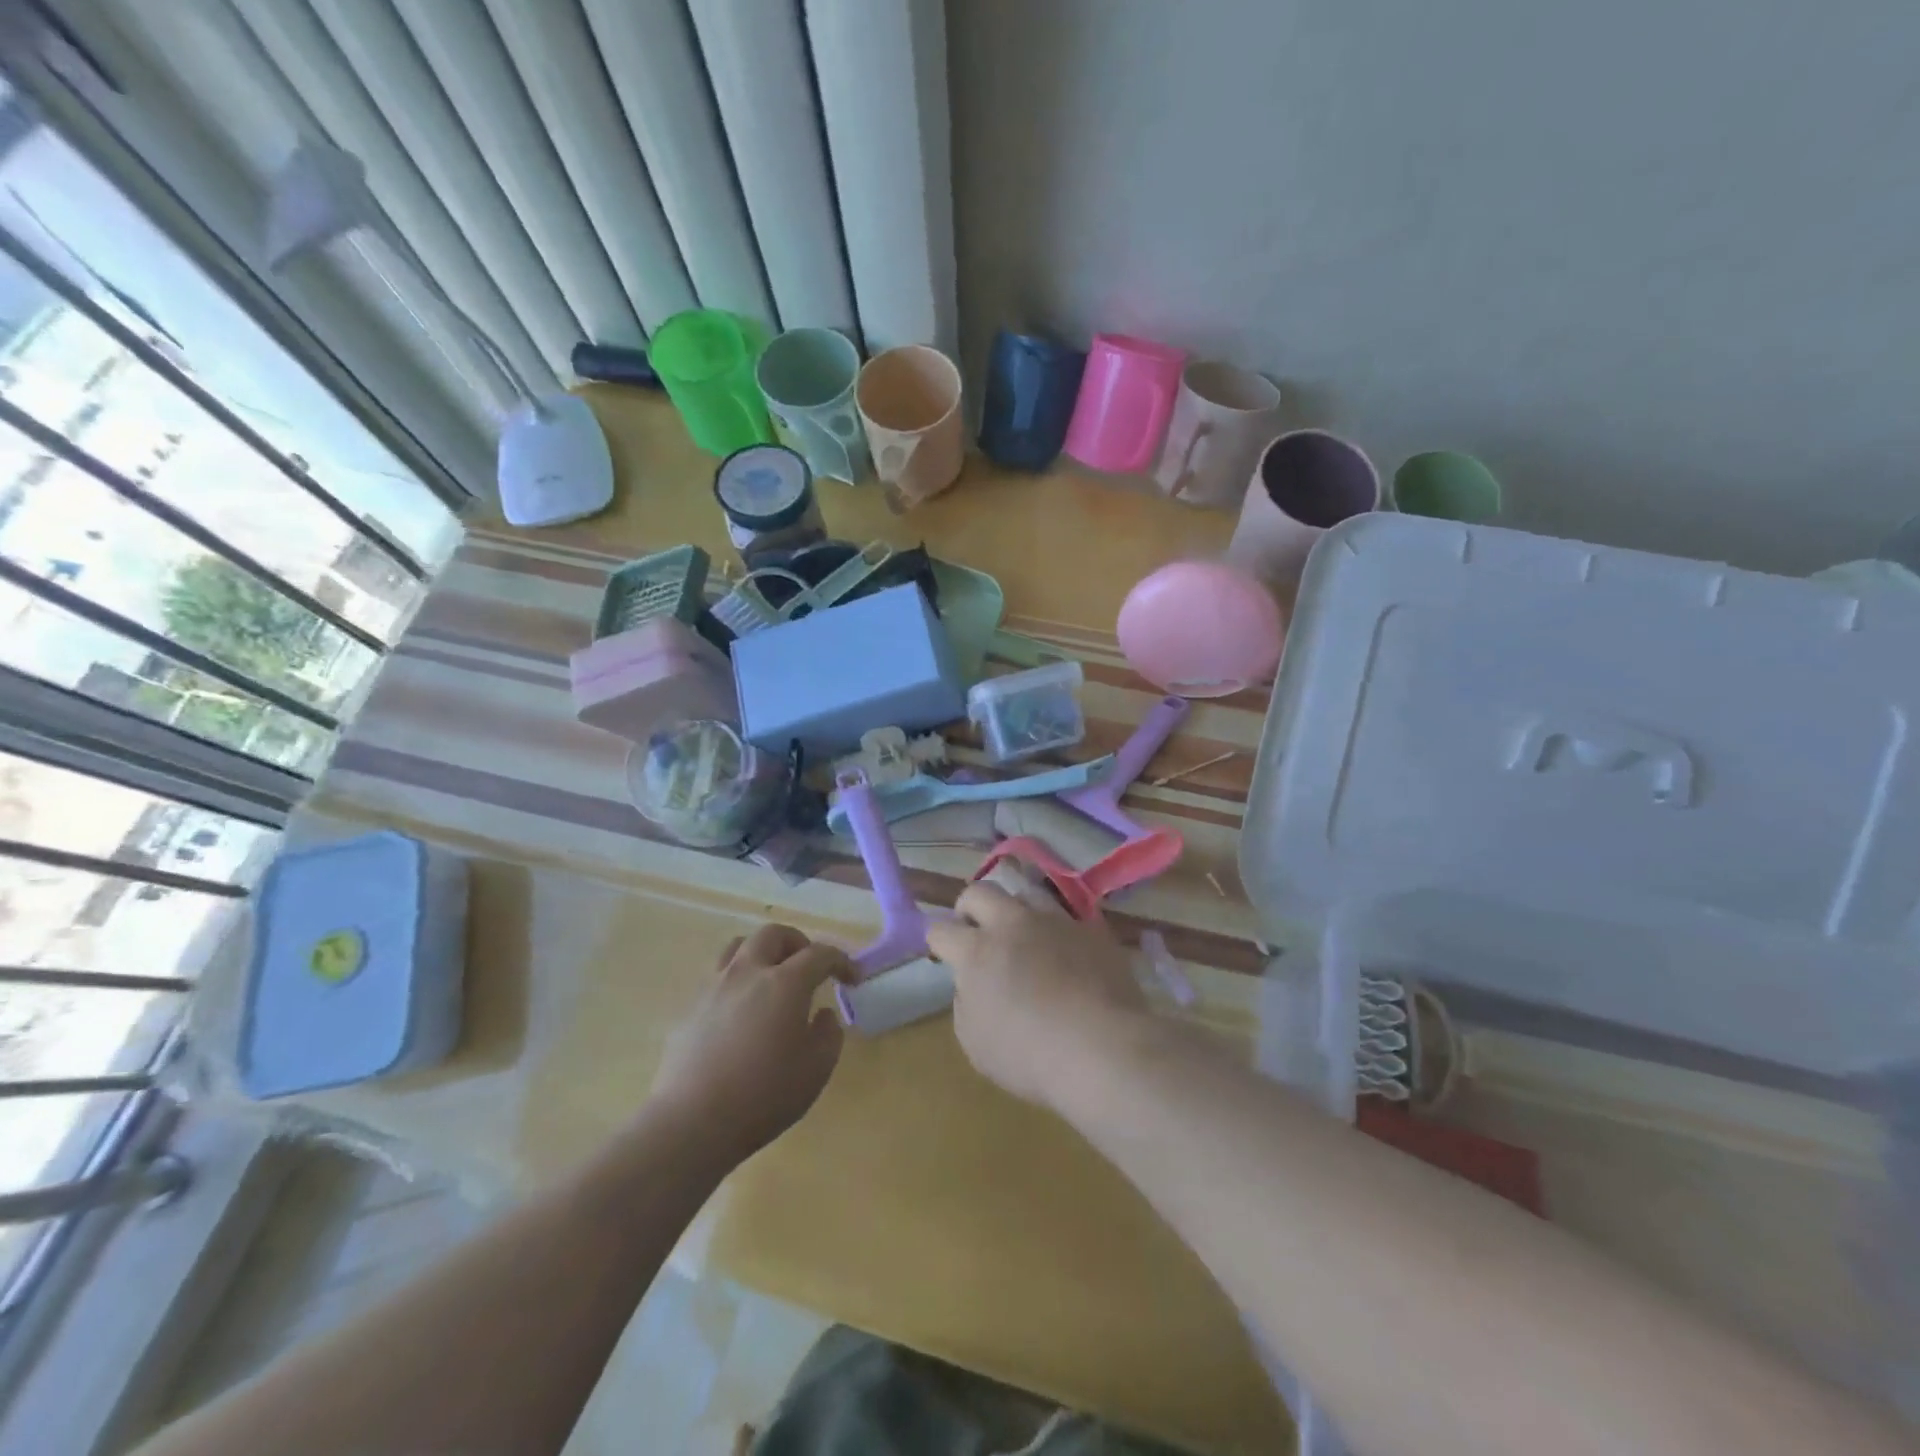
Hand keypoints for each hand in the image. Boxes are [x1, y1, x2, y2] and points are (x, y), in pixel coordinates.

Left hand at [648, 924, 851, 1164]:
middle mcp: (748, 973)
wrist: (692, 1122)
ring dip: (762, 953)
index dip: (841, 960)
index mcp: (785, 983)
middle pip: (773, 934)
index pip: (820, 954)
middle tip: (809, 967)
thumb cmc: (764, 1095)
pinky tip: (741, 1013)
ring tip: (771, 978)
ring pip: (739, 947)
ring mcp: (714, 987)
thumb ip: (828, 1034)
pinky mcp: (690, 1008)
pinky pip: (717, 978)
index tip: (852, 977)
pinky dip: (737, 982)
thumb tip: (822, 1014)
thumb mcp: (816, 1069)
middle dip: (797, 943)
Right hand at [925, 884, 1148, 1110]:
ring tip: (1022, 933)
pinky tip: (1062, 949)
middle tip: (976, 932)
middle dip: (969, 908)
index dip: (937, 942)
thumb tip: (973, 983)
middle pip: (979, 892)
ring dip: (1014, 909)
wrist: (1104, 1049)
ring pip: (1025, 892)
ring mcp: (1055, 920)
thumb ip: (966, 1002)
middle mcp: (1012, 923)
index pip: (940, 929)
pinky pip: (1065, 915)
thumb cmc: (1030, 1056)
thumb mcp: (975, 1042)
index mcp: (977, 950)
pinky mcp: (1090, 928)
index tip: (944, 954)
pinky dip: (1055, 927)